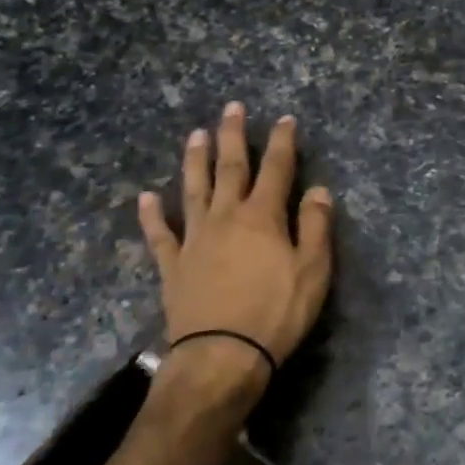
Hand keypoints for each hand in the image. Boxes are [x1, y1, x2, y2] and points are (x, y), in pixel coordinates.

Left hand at [138, 103, 334, 375]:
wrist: (222, 356)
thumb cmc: (276, 313)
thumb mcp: (313, 271)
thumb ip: (315, 227)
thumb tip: (320, 189)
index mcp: (262, 216)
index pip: (276, 169)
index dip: (281, 142)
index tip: (284, 119)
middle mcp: (226, 217)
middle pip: (230, 168)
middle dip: (233, 137)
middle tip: (231, 108)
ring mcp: (195, 239)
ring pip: (193, 190)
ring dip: (195, 161)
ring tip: (195, 135)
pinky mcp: (173, 265)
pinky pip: (160, 235)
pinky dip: (151, 215)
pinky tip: (145, 197)